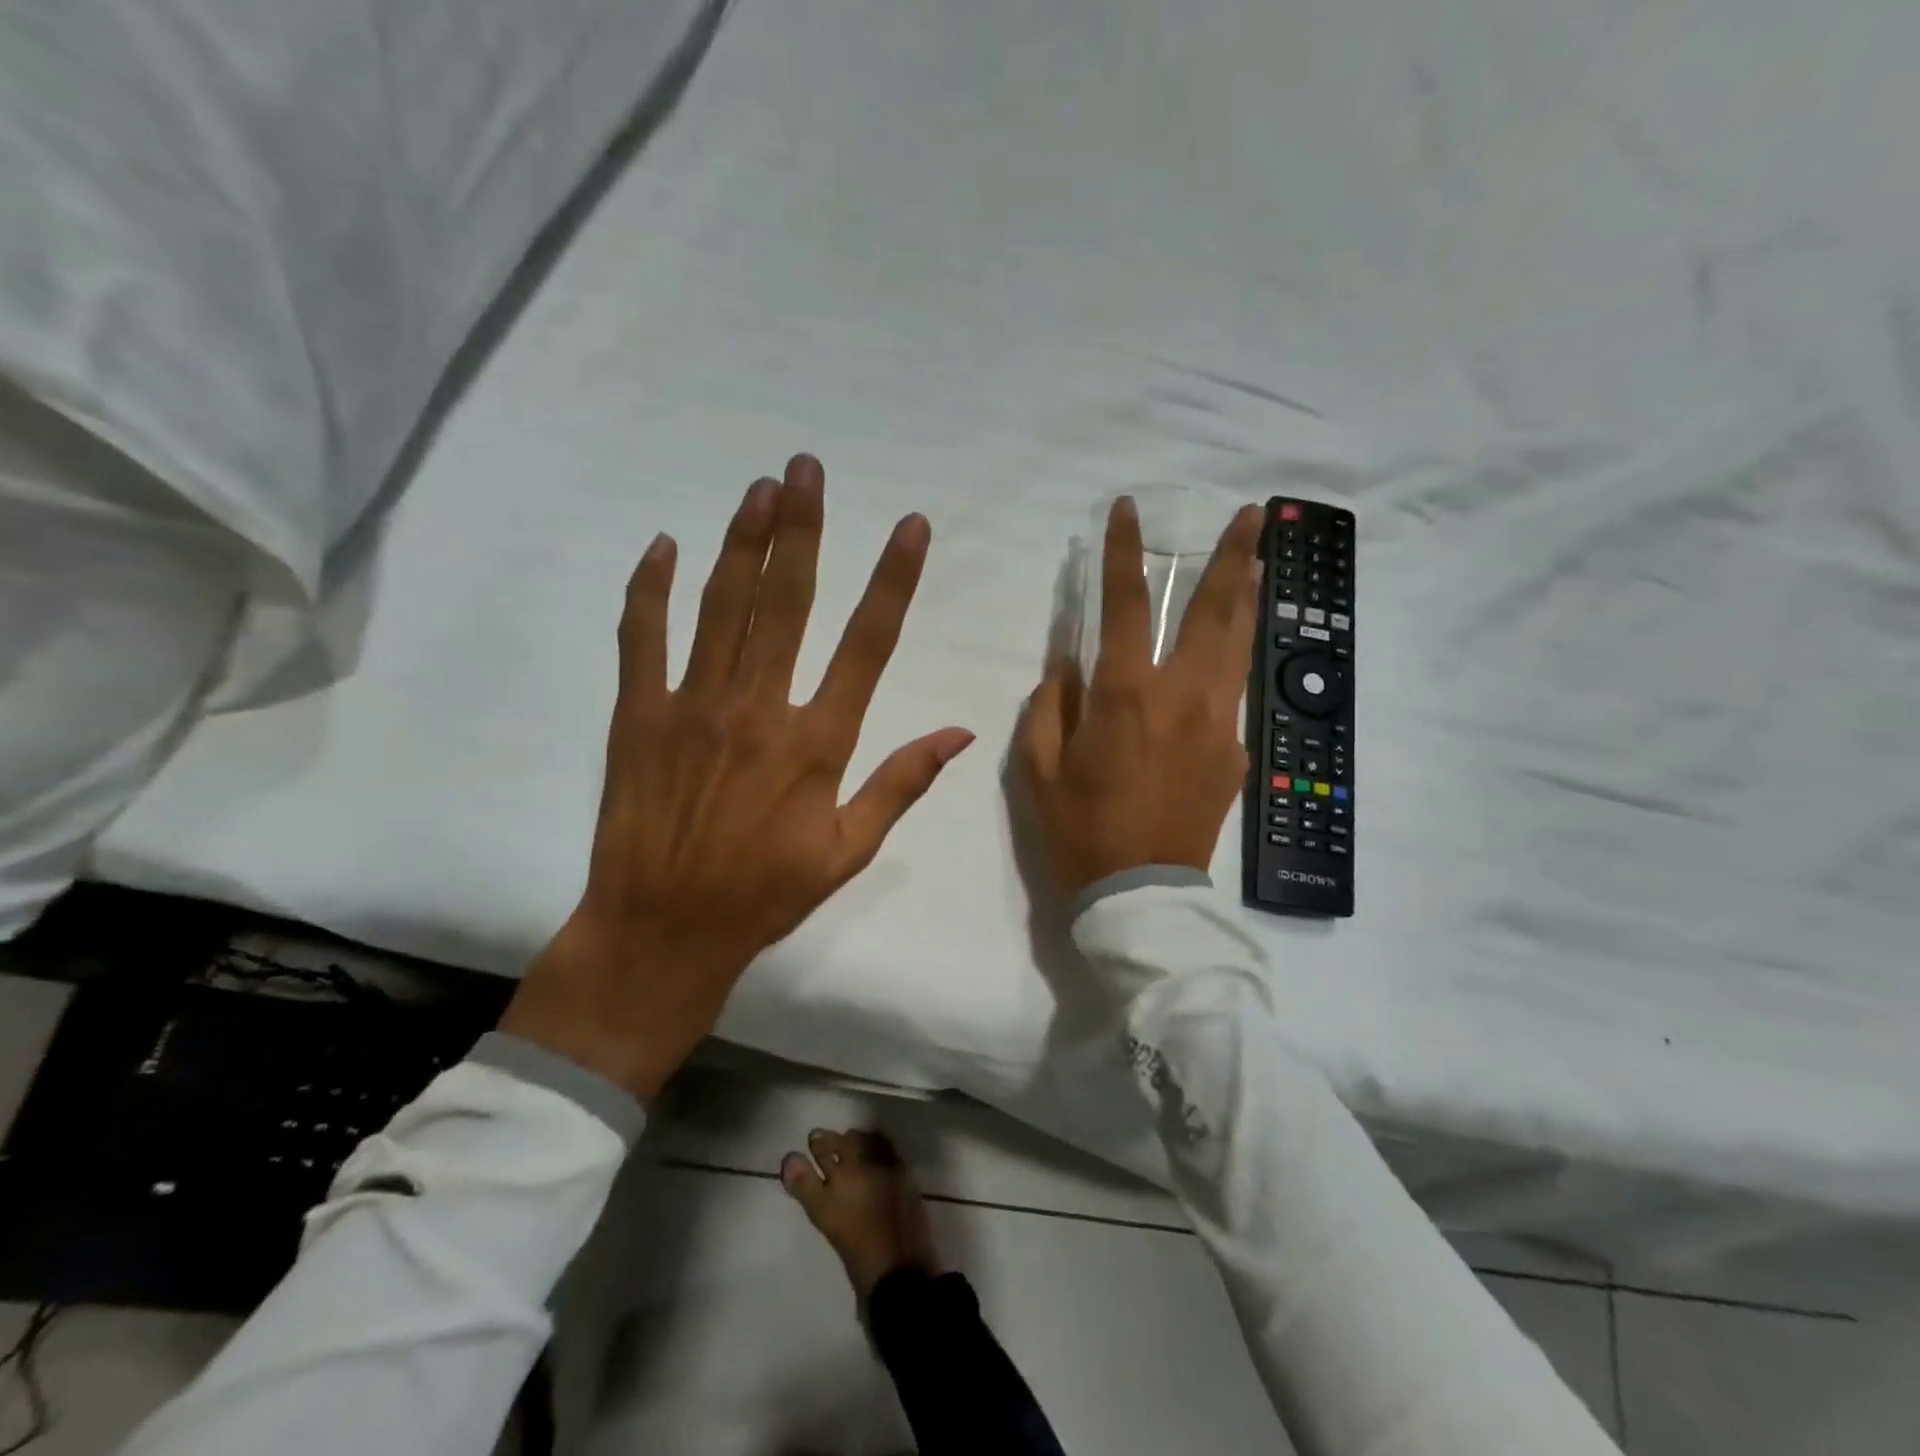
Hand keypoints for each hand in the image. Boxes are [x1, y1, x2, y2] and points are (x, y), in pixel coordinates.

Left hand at [502, 456, 973, 1099]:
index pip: (867, 643)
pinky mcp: (637, 714)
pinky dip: (651, 588)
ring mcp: (693, 705)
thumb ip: (901, 784)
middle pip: (788, 601)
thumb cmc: (764, 894)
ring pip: (722, 605)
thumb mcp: (848, 851)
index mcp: (817, 742)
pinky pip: (642, 637)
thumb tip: (959, 731)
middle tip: (807, 467)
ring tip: (760, 488)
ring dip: (743, 541)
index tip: (910, 525)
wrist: (663, 929)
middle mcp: (759, 707)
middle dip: (804, 528)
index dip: (892, 579)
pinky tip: (665, 545)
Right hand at [1017, 495, 1264, 897]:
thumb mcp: (1037, 770)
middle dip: (1235, 557)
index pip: (1127, 606)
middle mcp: (1183, 698)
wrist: (1140, 894)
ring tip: (1261, 560)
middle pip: (1216, 613)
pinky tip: (1225, 653)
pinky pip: (1231, 695)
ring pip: (1240, 646)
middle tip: (1255, 515)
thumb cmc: (1079, 830)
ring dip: (1249, 598)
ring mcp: (1219, 725)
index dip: (1125, 552)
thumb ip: (1050, 706)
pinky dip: (1229, 662)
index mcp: (1126, 697)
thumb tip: (1068, 663)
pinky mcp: (1236, 754)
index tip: (1127, 510)